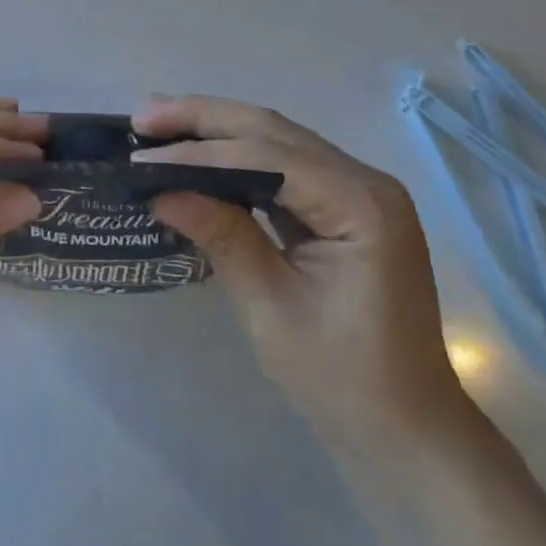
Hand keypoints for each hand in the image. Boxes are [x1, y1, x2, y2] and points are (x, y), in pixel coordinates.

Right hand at [134, 95, 460, 438]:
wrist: (404, 430)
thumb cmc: (342, 379)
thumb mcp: (271, 308)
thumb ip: (221, 236)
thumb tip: (159, 192)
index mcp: (361, 204)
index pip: (267, 156)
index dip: (199, 153)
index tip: (141, 156)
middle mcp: (365, 182)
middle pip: (272, 130)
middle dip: (204, 120)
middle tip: (144, 116)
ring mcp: (357, 192)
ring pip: (276, 140)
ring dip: (217, 132)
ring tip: (160, 126)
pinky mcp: (343, 208)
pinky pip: (284, 167)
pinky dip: (237, 159)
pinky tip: (200, 157)